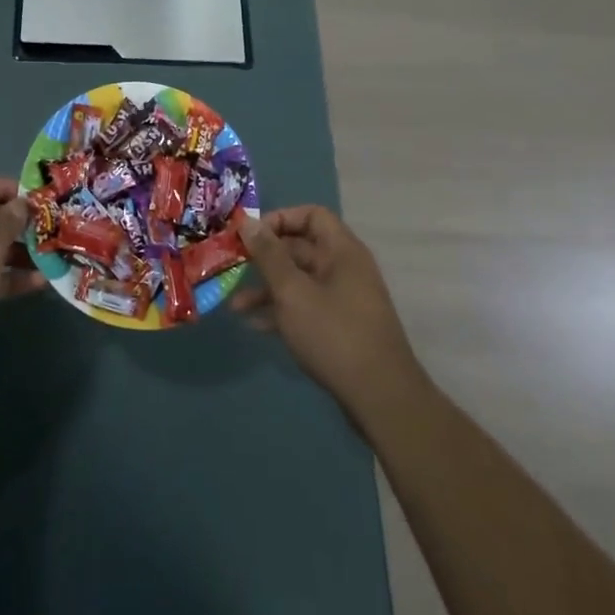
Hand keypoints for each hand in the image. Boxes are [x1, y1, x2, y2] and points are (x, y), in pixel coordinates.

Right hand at [233, 206, 424, 422]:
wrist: (381, 398)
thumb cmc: (334, 334)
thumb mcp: (292, 292)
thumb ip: (269, 255)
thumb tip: (249, 222)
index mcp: (342, 251)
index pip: (311, 216)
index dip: (280, 219)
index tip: (251, 235)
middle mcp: (345, 269)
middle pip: (300, 248)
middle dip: (265, 257)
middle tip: (233, 265)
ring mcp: (344, 299)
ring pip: (299, 280)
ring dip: (267, 289)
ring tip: (235, 305)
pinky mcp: (340, 327)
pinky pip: (305, 306)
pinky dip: (281, 311)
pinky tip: (255, 326)